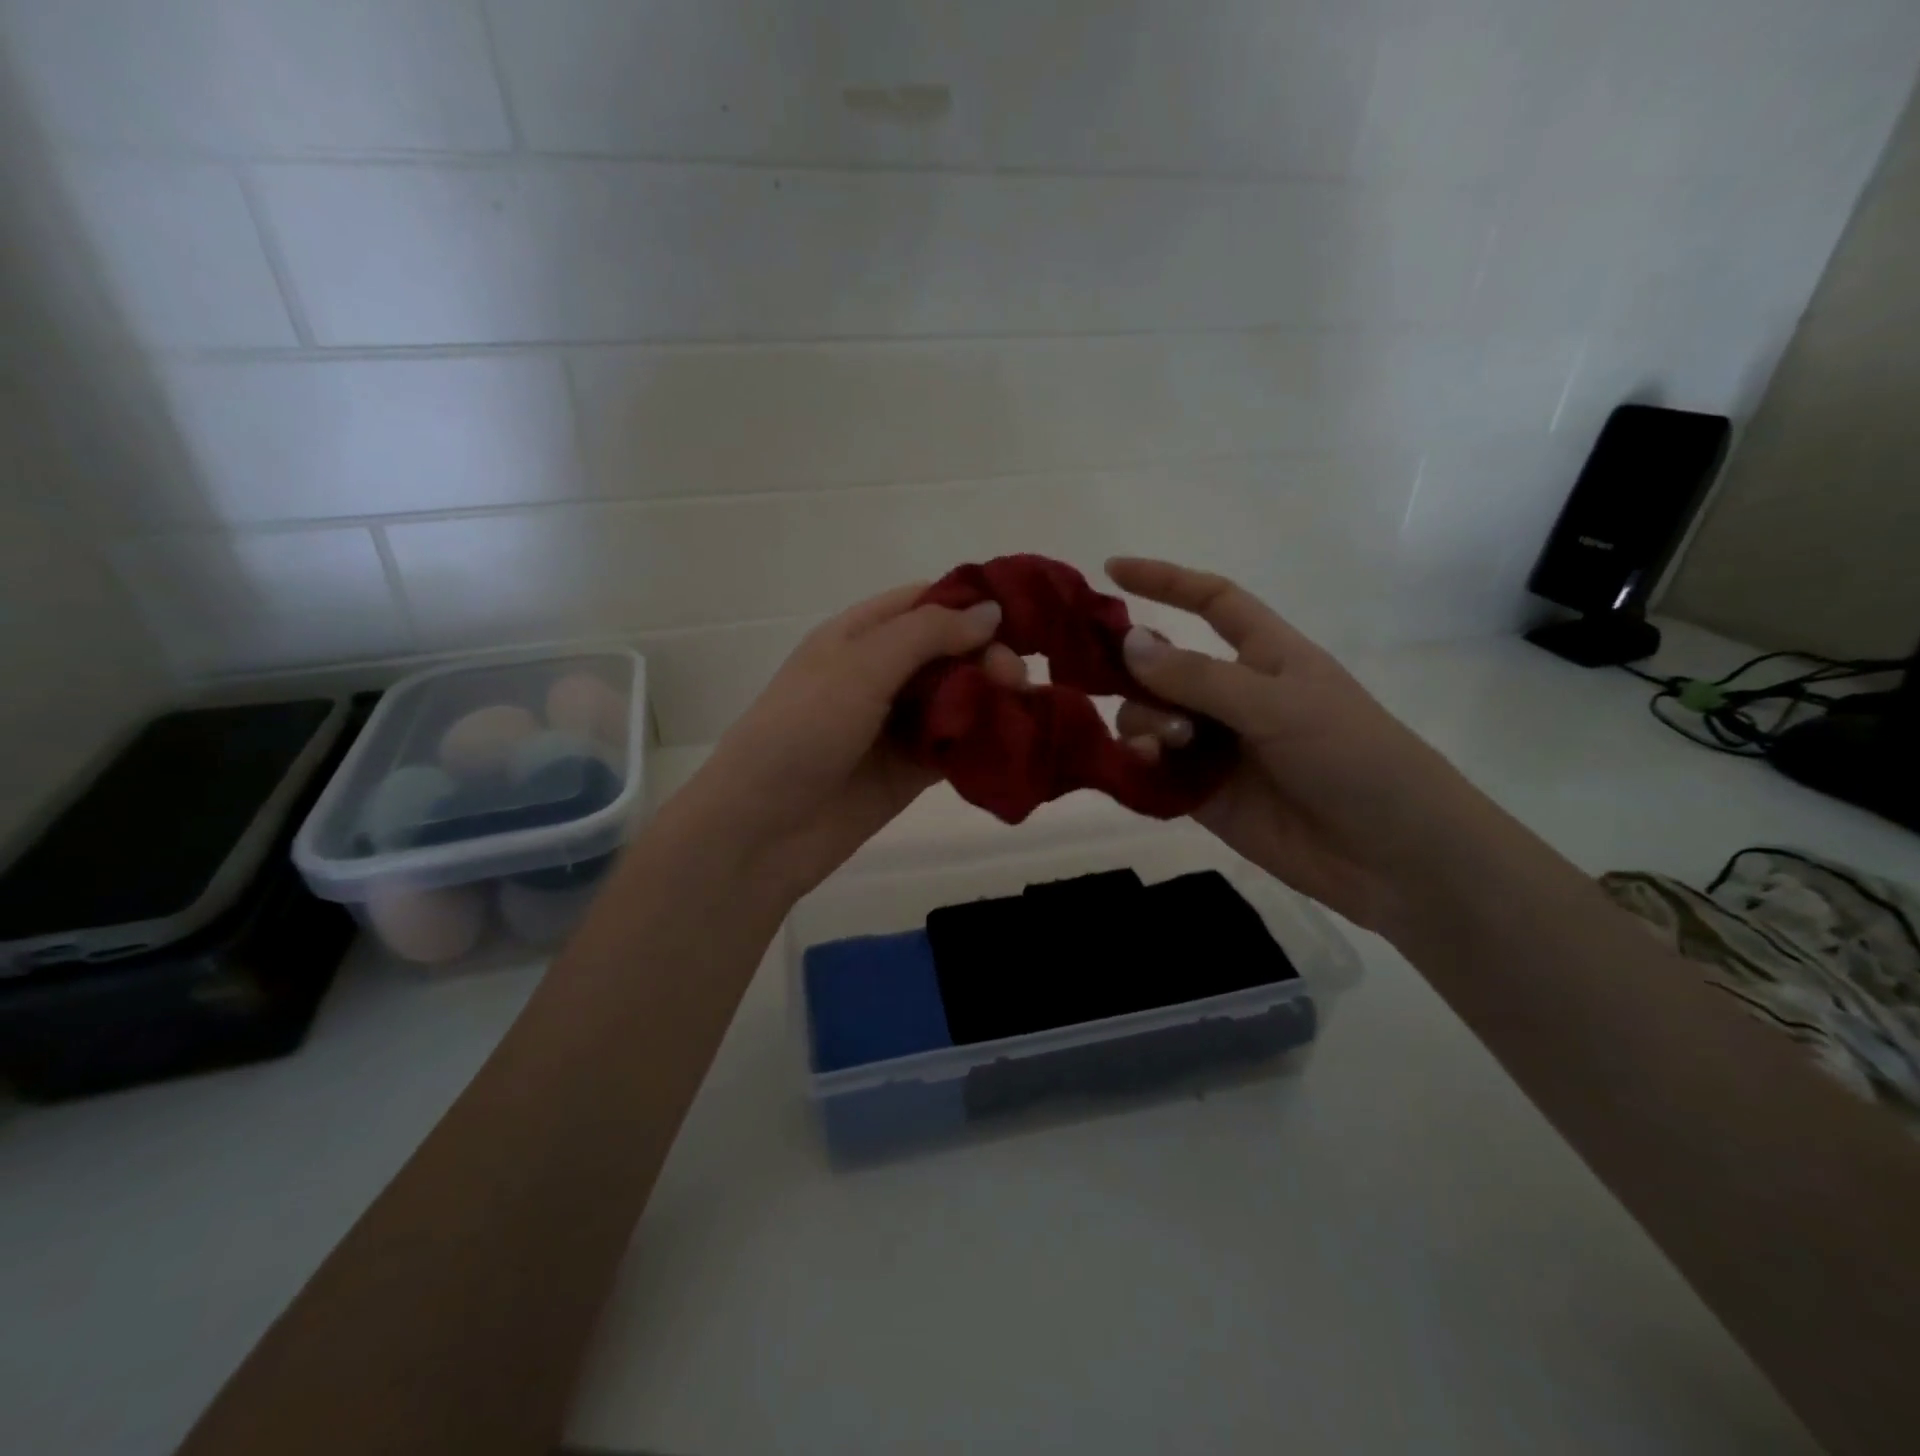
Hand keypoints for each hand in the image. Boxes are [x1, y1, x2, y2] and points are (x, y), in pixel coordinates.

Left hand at [669, 582, 1026, 903]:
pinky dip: (984, 740)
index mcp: (860, 635)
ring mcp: (897, 724)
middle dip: (987, 655)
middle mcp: (881, 673)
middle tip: (1014, 678)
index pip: (925, 603)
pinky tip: (1015, 739)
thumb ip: (927, 634)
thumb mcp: (860, 666)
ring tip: (1021, 708)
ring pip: (958, 697)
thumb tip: (991, 612)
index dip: (971, 604)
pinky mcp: (912, 770)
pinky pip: (956, 745)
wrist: (763, 827)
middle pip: (949, 651)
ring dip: (992, 698)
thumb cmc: (802, 730)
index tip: (1021, 616)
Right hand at [1104, 557, 1484, 933]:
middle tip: (1110, 681)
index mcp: (1265, 655)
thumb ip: (1198, 677)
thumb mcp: (1277, 704)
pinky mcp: (1202, 793)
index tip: (1112, 570)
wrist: (1392, 855)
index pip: (1211, 601)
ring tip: (1168, 744)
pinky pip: (1152, 767)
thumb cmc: (1352, 757)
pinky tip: (1142, 767)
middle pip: (1163, 665)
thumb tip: (1128, 643)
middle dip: (1135, 669)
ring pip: (1150, 717)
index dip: (1165, 581)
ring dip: (1145, 721)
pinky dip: (1138, 762)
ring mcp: (1216, 746)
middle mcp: (1234, 695)